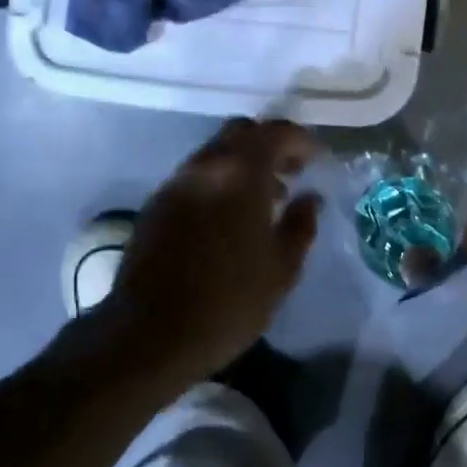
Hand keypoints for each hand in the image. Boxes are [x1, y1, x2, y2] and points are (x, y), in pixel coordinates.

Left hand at [104, 118, 321, 387]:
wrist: (149, 334)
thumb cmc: (227, 302)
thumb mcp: (281, 270)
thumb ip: (301, 225)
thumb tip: (309, 199)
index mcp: (241, 173)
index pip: (276, 132)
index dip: (301, 140)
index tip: (317, 158)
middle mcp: (206, 166)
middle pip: (241, 132)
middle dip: (270, 143)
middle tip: (292, 170)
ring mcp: (176, 182)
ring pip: (215, 152)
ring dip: (243, 163)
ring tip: (265, 199)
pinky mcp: (157, 203)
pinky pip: (196, 176)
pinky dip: (219, 181)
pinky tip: (229, 217)